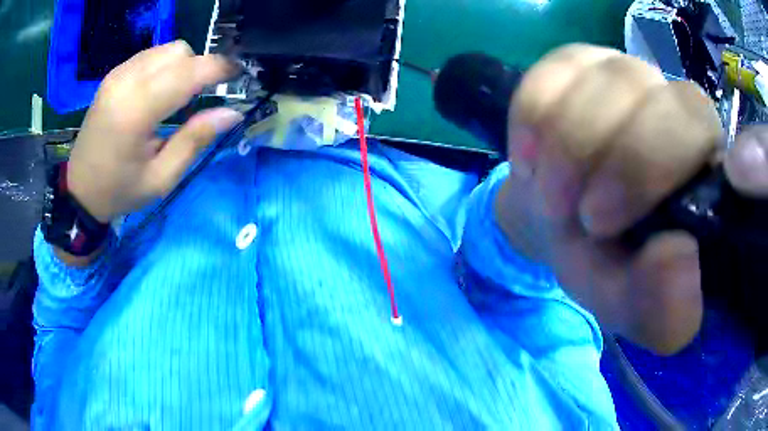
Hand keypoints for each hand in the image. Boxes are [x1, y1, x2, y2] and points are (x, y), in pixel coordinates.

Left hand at [67, 41, 242, 223]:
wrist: (79, 189)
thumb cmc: (120, 190)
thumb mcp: (162, 177)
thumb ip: (195, 140)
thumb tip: (231, 112)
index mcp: (136, 111)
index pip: (188, 72)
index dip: (219, 68)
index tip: (238, 75)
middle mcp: (126, 82)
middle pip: (180, 52)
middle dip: (200, 67)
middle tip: (203, 95)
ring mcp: (118, 74)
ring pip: (167, 49)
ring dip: (183, 65)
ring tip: (179, 95)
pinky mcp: (113, 74)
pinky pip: (151, 55)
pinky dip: (165, 65)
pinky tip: (159, 90)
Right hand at [493, 44, 767, 354]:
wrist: (562, 220)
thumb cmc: (608, 264)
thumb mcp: (633, 305)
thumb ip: (662, 306)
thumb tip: (678, 254)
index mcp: (703, 165)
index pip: (698, 126)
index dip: (652, 162)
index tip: (602, 221)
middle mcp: (672, 106)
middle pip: (651, 96)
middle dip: (608, 161)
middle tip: (574, 215)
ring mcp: (626, 74)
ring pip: (601, 80)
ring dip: (565, 146)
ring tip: (550, 195)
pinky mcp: (579, 62)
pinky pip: (551, 72)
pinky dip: (532, 120)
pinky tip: (531, 158)